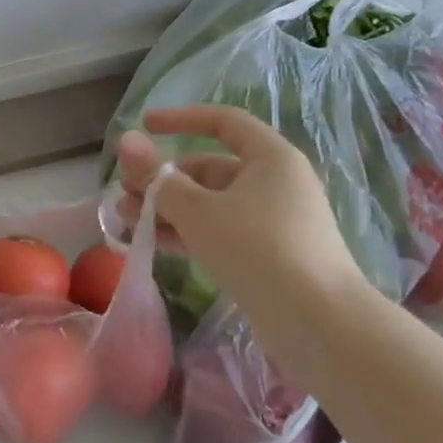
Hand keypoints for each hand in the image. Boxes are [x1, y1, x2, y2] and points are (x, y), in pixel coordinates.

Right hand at [117, 105, 367, 320]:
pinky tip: (152, 242)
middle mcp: (273, 183)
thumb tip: (126, 140)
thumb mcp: (197, 210)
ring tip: (126, 219)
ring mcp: (271, 221)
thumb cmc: (257, 249)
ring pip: (209, 203)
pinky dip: (186, 232)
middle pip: (208, 168)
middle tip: (124, 193)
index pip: (222, 122)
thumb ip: (157, 177)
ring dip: (166, 208)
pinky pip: (218, 231)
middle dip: (162, 179)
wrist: (319, 323)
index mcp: (269, 158)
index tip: (144, 126)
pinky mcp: (266, 254)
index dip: (180, 119)